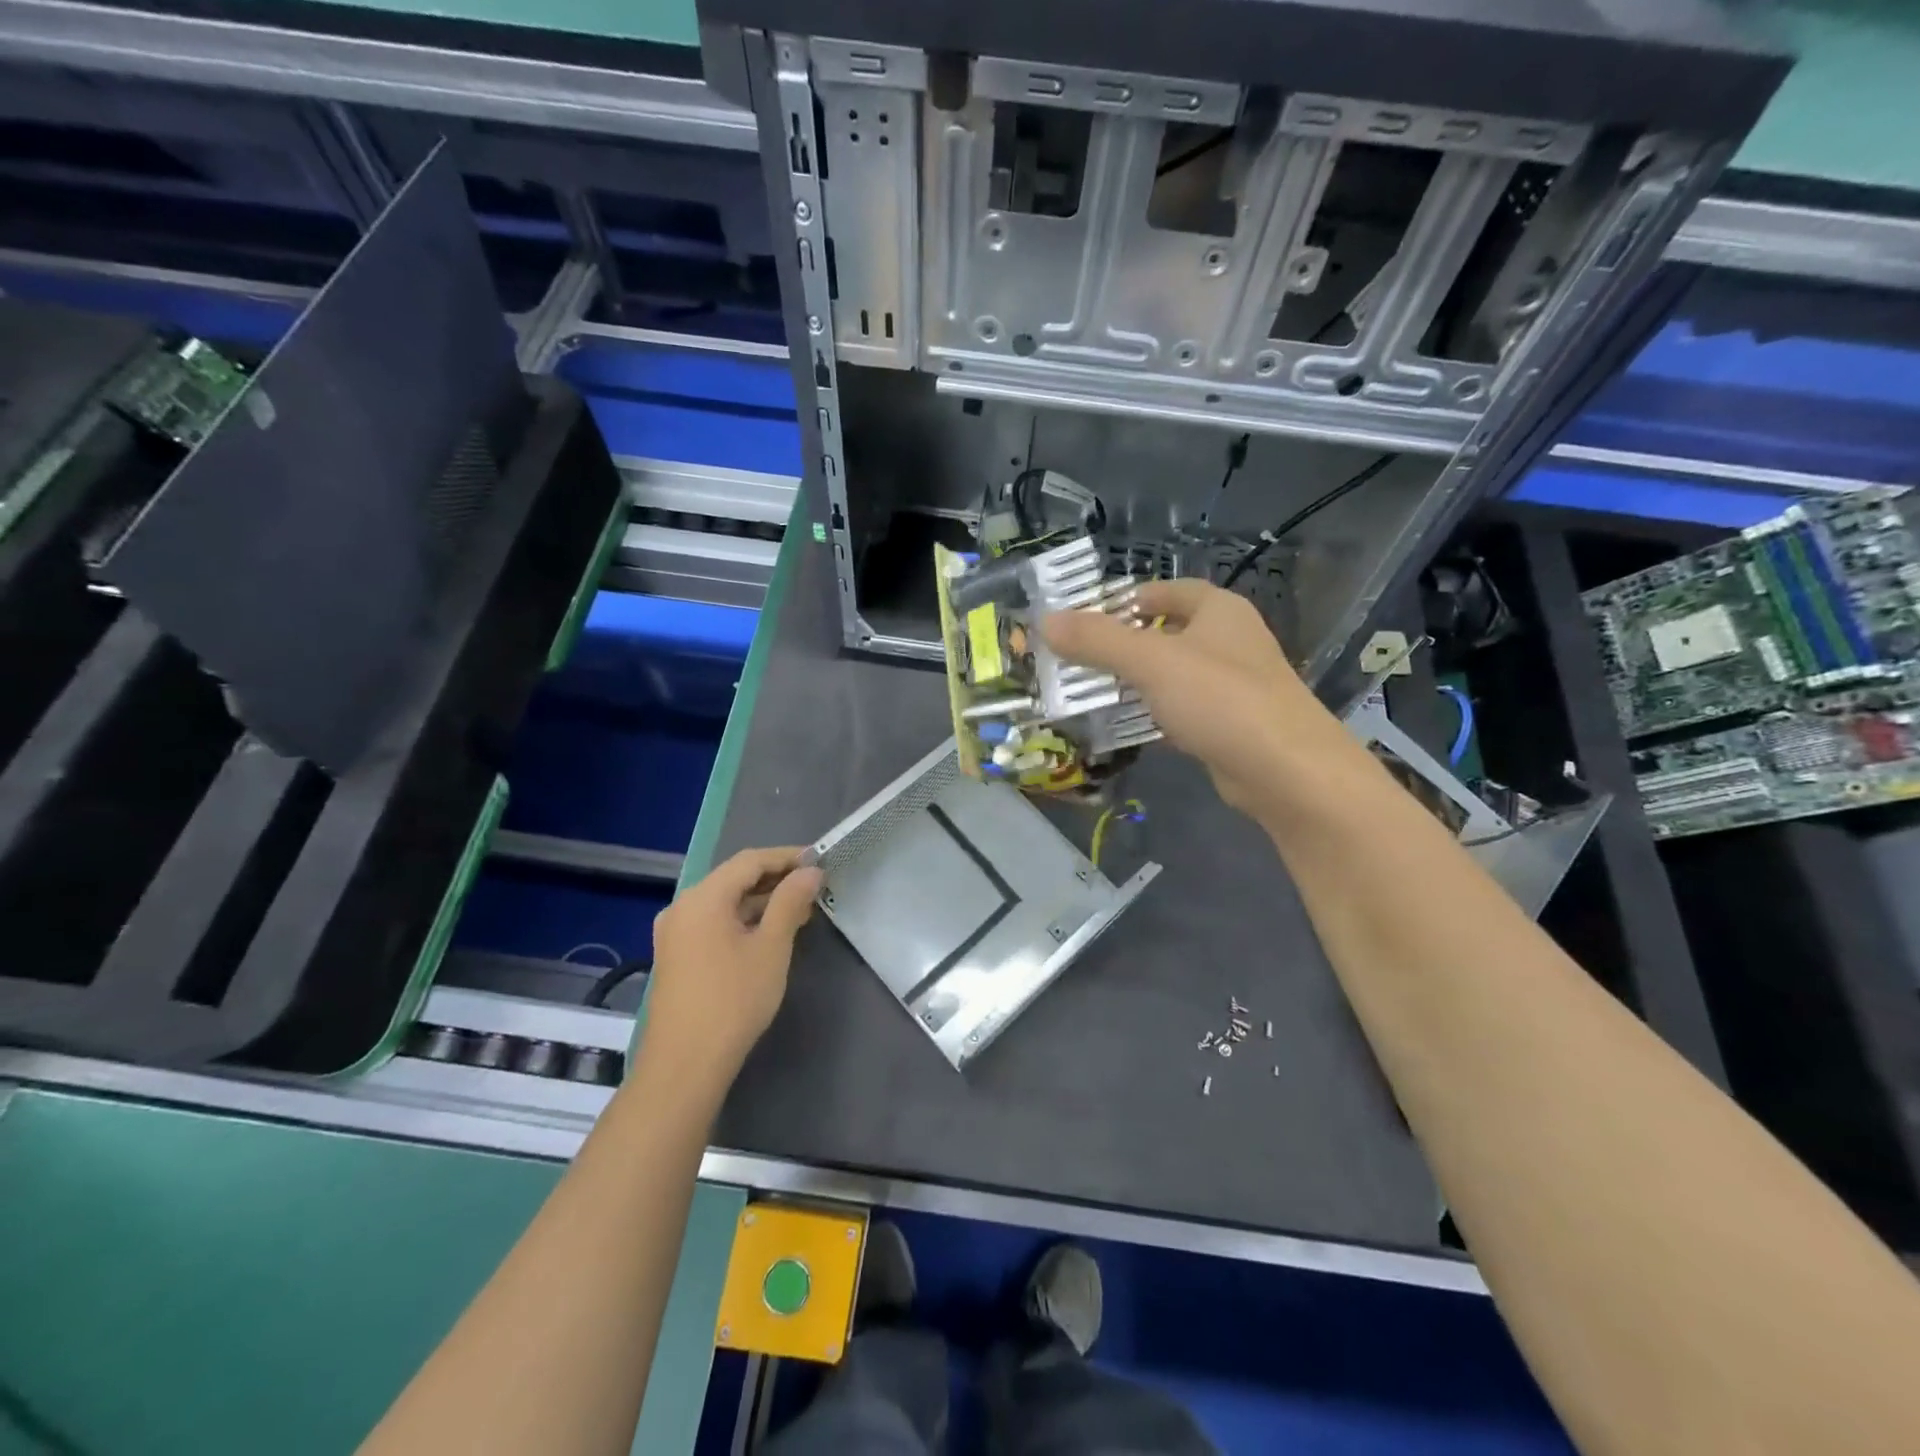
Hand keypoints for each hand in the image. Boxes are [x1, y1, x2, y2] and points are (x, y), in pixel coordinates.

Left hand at [643, 847, 822, 1084]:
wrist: (685, 1065)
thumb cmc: (734, 1000)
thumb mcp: (772, 947)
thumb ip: (790, 902)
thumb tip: (811, 872)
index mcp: (703, 898)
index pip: (750, 860)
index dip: (787, 856)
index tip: (820, 860)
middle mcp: (683, 907)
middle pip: (734, 878)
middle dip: (776, 879)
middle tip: (815, 886)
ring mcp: (675, 932)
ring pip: (725, 902)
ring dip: (761, 901)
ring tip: (800, 909)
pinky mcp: (677, 955)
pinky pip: (714, 922)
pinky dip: (744, 920)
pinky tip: (770, 932)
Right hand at [1043, 579, 1334, 816]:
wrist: (1286, 771)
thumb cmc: (1220, 699)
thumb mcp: (1151, 662)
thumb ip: (1098, 641)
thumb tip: (1046, 621)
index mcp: (1220, 611)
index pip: (1170, 590)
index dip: (1129, 598)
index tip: (1088, 616)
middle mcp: (1230, 641)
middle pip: (1168, 633)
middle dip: (1124, 645)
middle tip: (1078, 658)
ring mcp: (1233, 686)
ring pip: (1173, 676)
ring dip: (1136, 683)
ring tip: (1089, 692)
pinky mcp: (1230, 726)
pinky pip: (1182, 712)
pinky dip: (1154, 716)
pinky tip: (1124, 729)